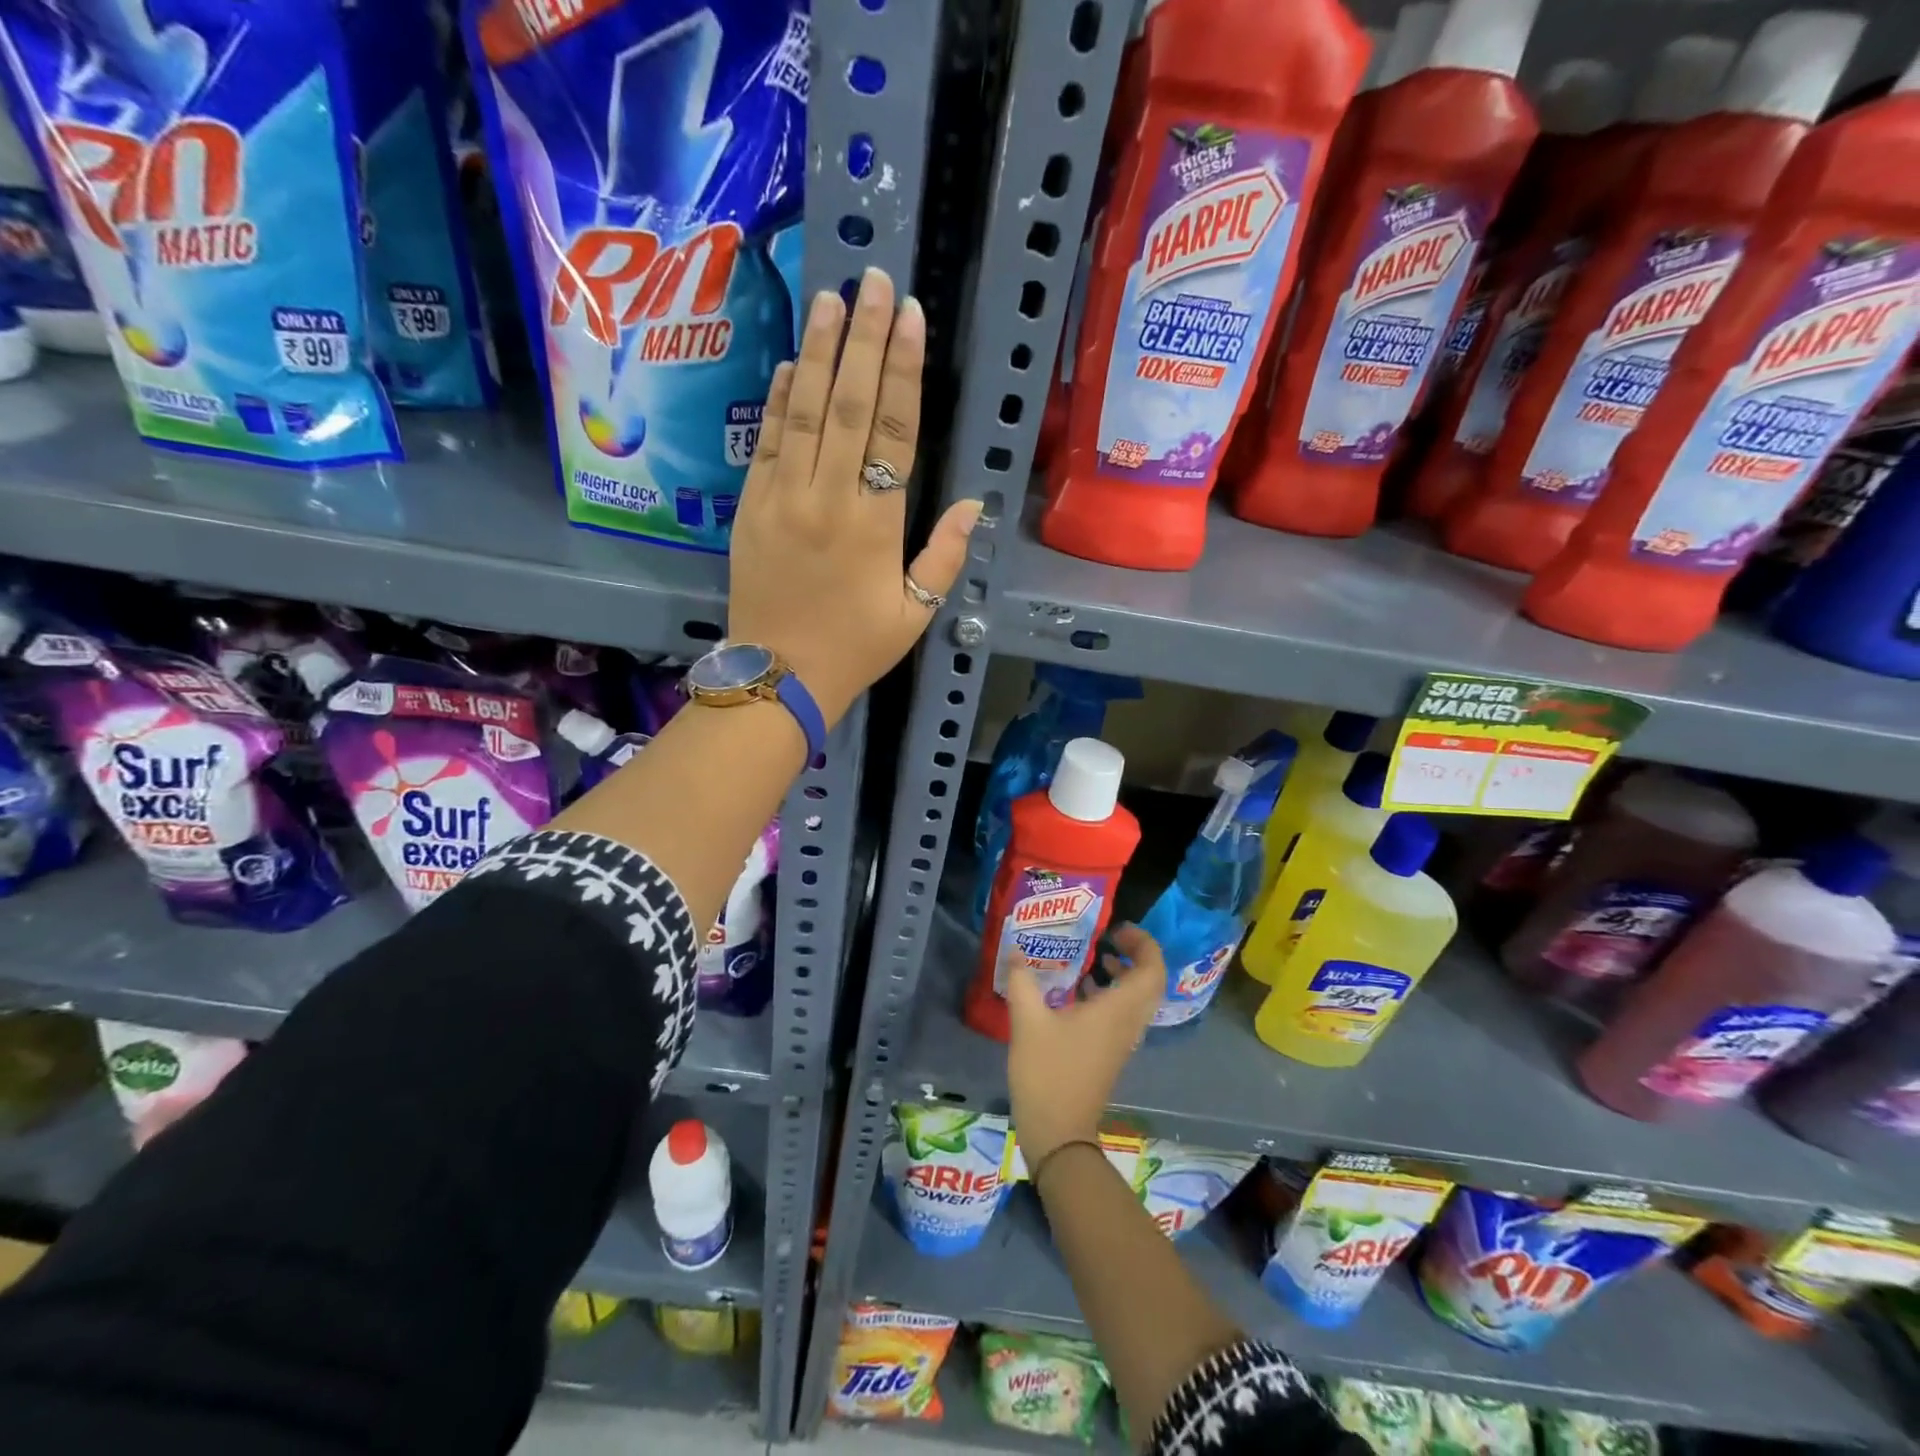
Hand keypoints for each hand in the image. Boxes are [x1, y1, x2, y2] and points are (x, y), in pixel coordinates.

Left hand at [727, 267, 983, 726]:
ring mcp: (782, 497)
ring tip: (831, 299)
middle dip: (863, 338)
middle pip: (847, 404)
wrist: (778, 676)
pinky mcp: (751, 507)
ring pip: (802, 411)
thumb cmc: (855, 648)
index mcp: (875, 524)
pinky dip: (778, 400)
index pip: (893, 430)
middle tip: (873, 280)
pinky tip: (788, 364)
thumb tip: (972, 503)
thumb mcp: (916, 614)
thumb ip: (944, 556)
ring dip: (817, 351)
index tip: (909, 317)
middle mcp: (828, 497)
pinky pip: (767, 443)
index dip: (903, 370)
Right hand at [1005, 924, 1165, 1168]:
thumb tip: (1017, 950)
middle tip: (1109, 938)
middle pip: (1150, 982)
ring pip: (1138, 999)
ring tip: (1096, 958)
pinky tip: (1080, 991)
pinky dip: (1112, 994)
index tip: (1117, 928)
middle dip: (1136, 955)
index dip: (1144, 944)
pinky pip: (1123, 1014)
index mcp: (1117, 1011)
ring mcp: (1122, 1041)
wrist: (1057, 1133)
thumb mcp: (1027, 1021)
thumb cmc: (1047, 1072)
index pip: (1152, 970)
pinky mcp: (1110, 1053)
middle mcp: (1128, 1023)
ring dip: (1125, 975)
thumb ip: (1023, 981)